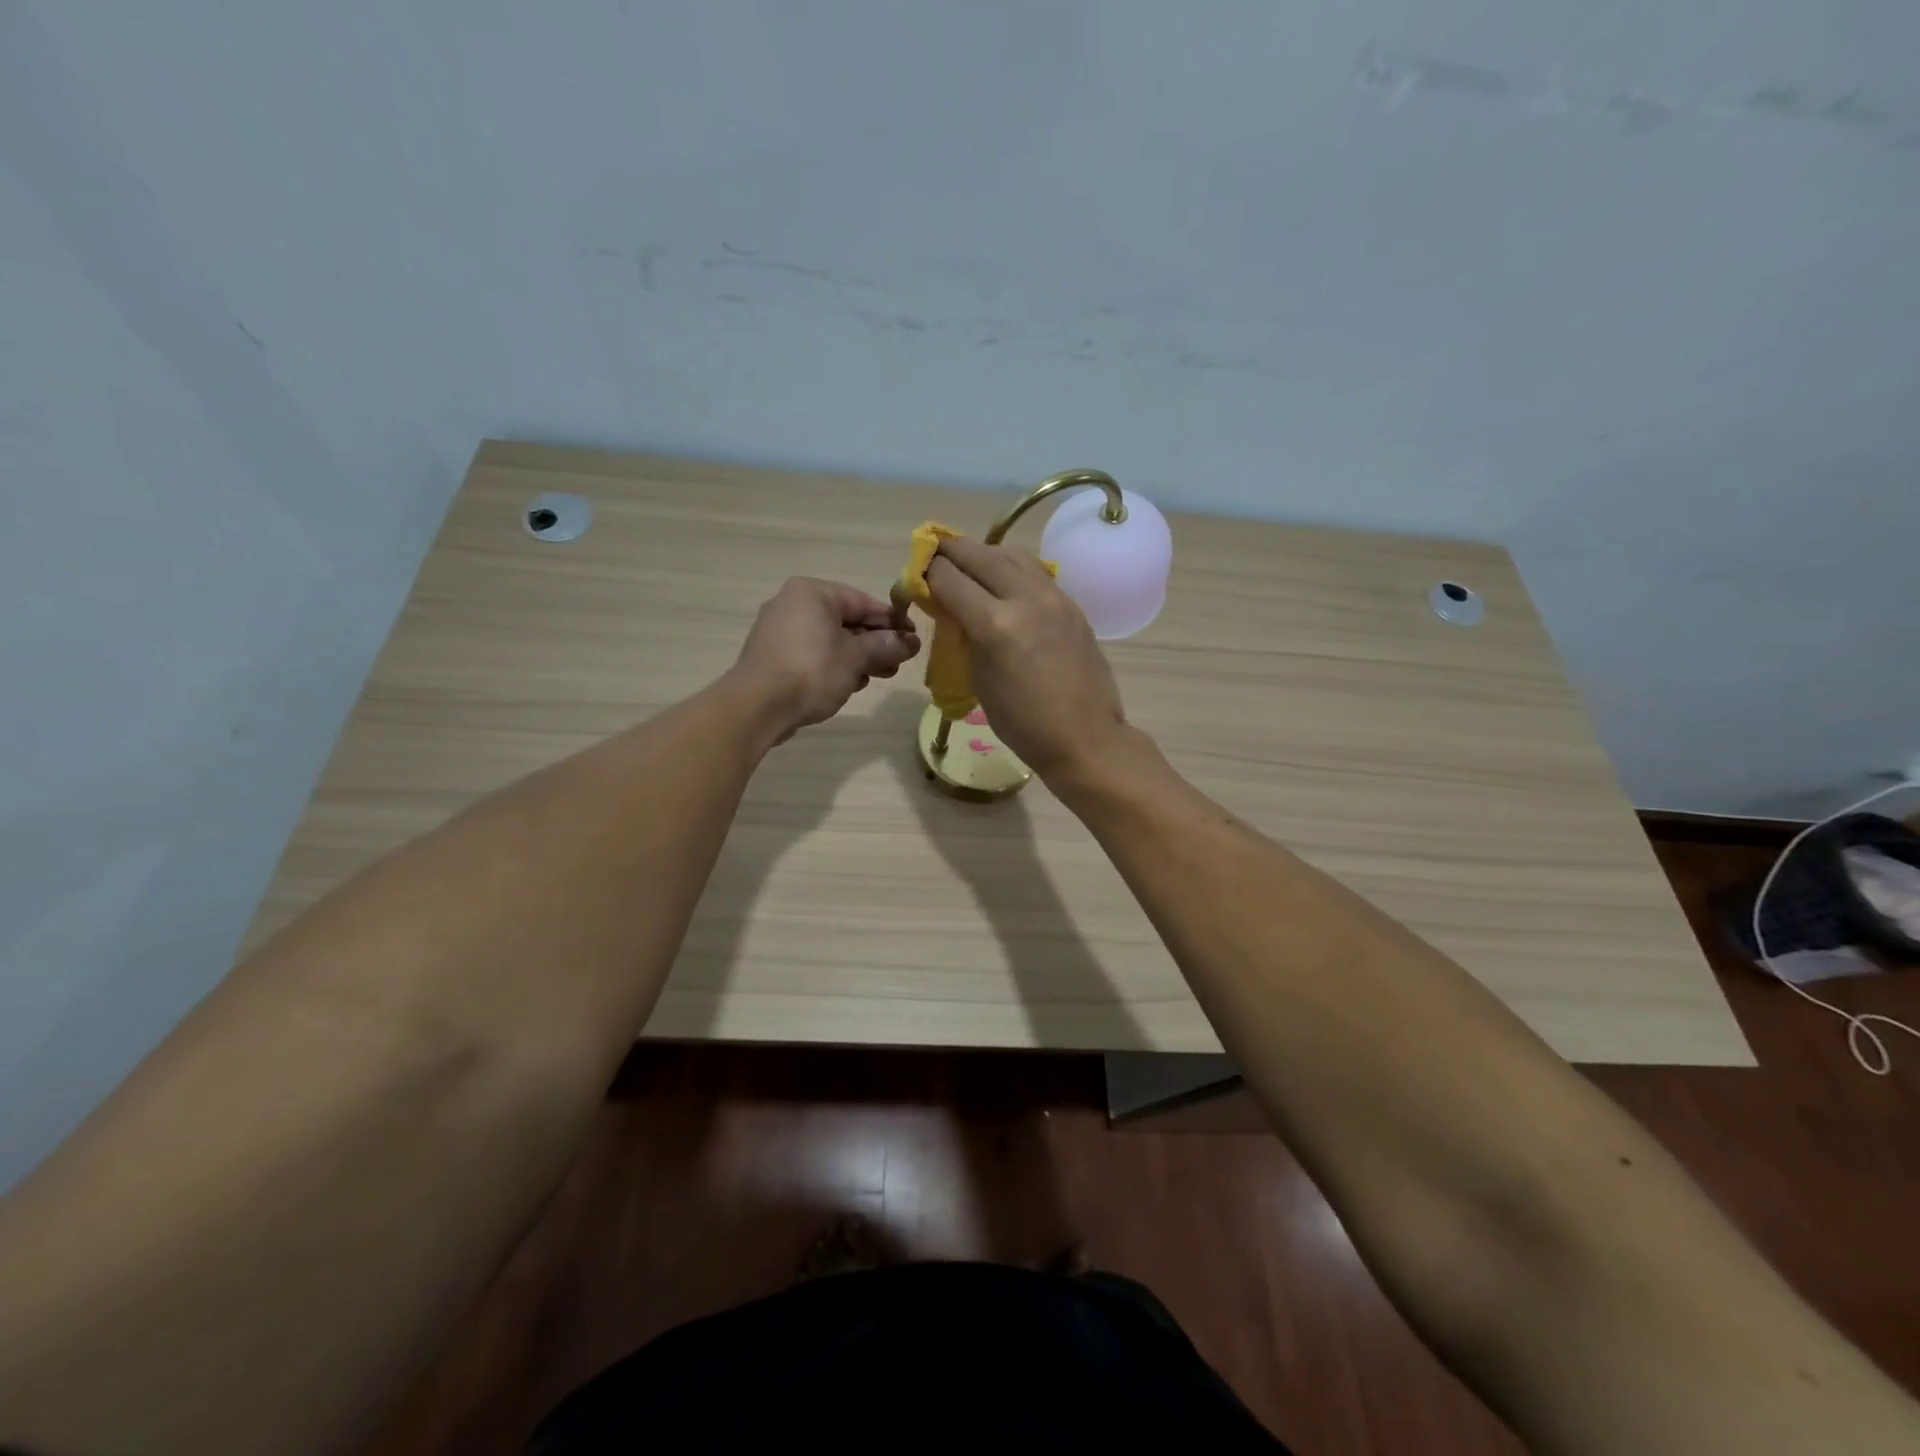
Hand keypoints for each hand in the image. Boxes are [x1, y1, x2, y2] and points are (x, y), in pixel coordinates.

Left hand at [731, 578, 919, 742]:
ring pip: (830, 639)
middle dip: (874, 643)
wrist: (757, 706)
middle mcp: (793, 603)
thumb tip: (911, 642)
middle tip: (897, 664)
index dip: (892, 622)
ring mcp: (779, 630)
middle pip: (846, 620)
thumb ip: (886, 646)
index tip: (913, 640)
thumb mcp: (857, 658)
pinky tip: (847, 684)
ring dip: (857, 657)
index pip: (863, 601)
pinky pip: (812, 653)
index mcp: (813, 592)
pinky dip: (832, 665)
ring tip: (876, 677)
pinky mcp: (773, 655)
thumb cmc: (812, 671)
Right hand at [924, 539, 1126, 780]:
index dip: (926, 572)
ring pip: (1011, 554)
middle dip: (950, 551)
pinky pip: (1035, 571)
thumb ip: (964, 635)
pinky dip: (1012, 568)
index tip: (916, 576)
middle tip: (934, 553)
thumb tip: (954, 609)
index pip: (948, 577)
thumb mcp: (978, 679)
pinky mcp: (1072, 604)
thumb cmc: (1023, 723)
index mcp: (995, 624)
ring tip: (970, 564)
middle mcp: (1025, 599)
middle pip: (979, 554)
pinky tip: (1004, 583)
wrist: (1085, 737)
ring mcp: (1054, 597)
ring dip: (984, 553)